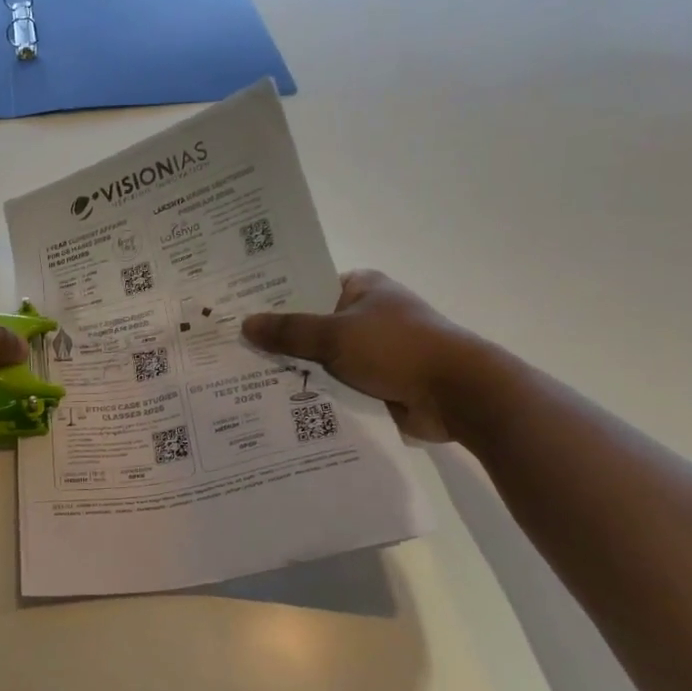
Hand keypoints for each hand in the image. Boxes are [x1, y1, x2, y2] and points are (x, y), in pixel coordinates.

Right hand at [241, 270, 490, 442]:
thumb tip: (245, 324)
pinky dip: (316, 393)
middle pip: (312, 325)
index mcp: (361, 287)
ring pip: (322, 358)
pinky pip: (337, 384)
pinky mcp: (378, 381)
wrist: (457, 394)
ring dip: (297, 370)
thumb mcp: (335, 334)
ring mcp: (373, 350)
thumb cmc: (397, 348)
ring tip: (245, 381)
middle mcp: (366, 314)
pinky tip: (279, 404)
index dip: (274, 299)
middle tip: (233, 351)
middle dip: (280, 340)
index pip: (308, 286)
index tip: (238, 312)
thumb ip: (289, 331)